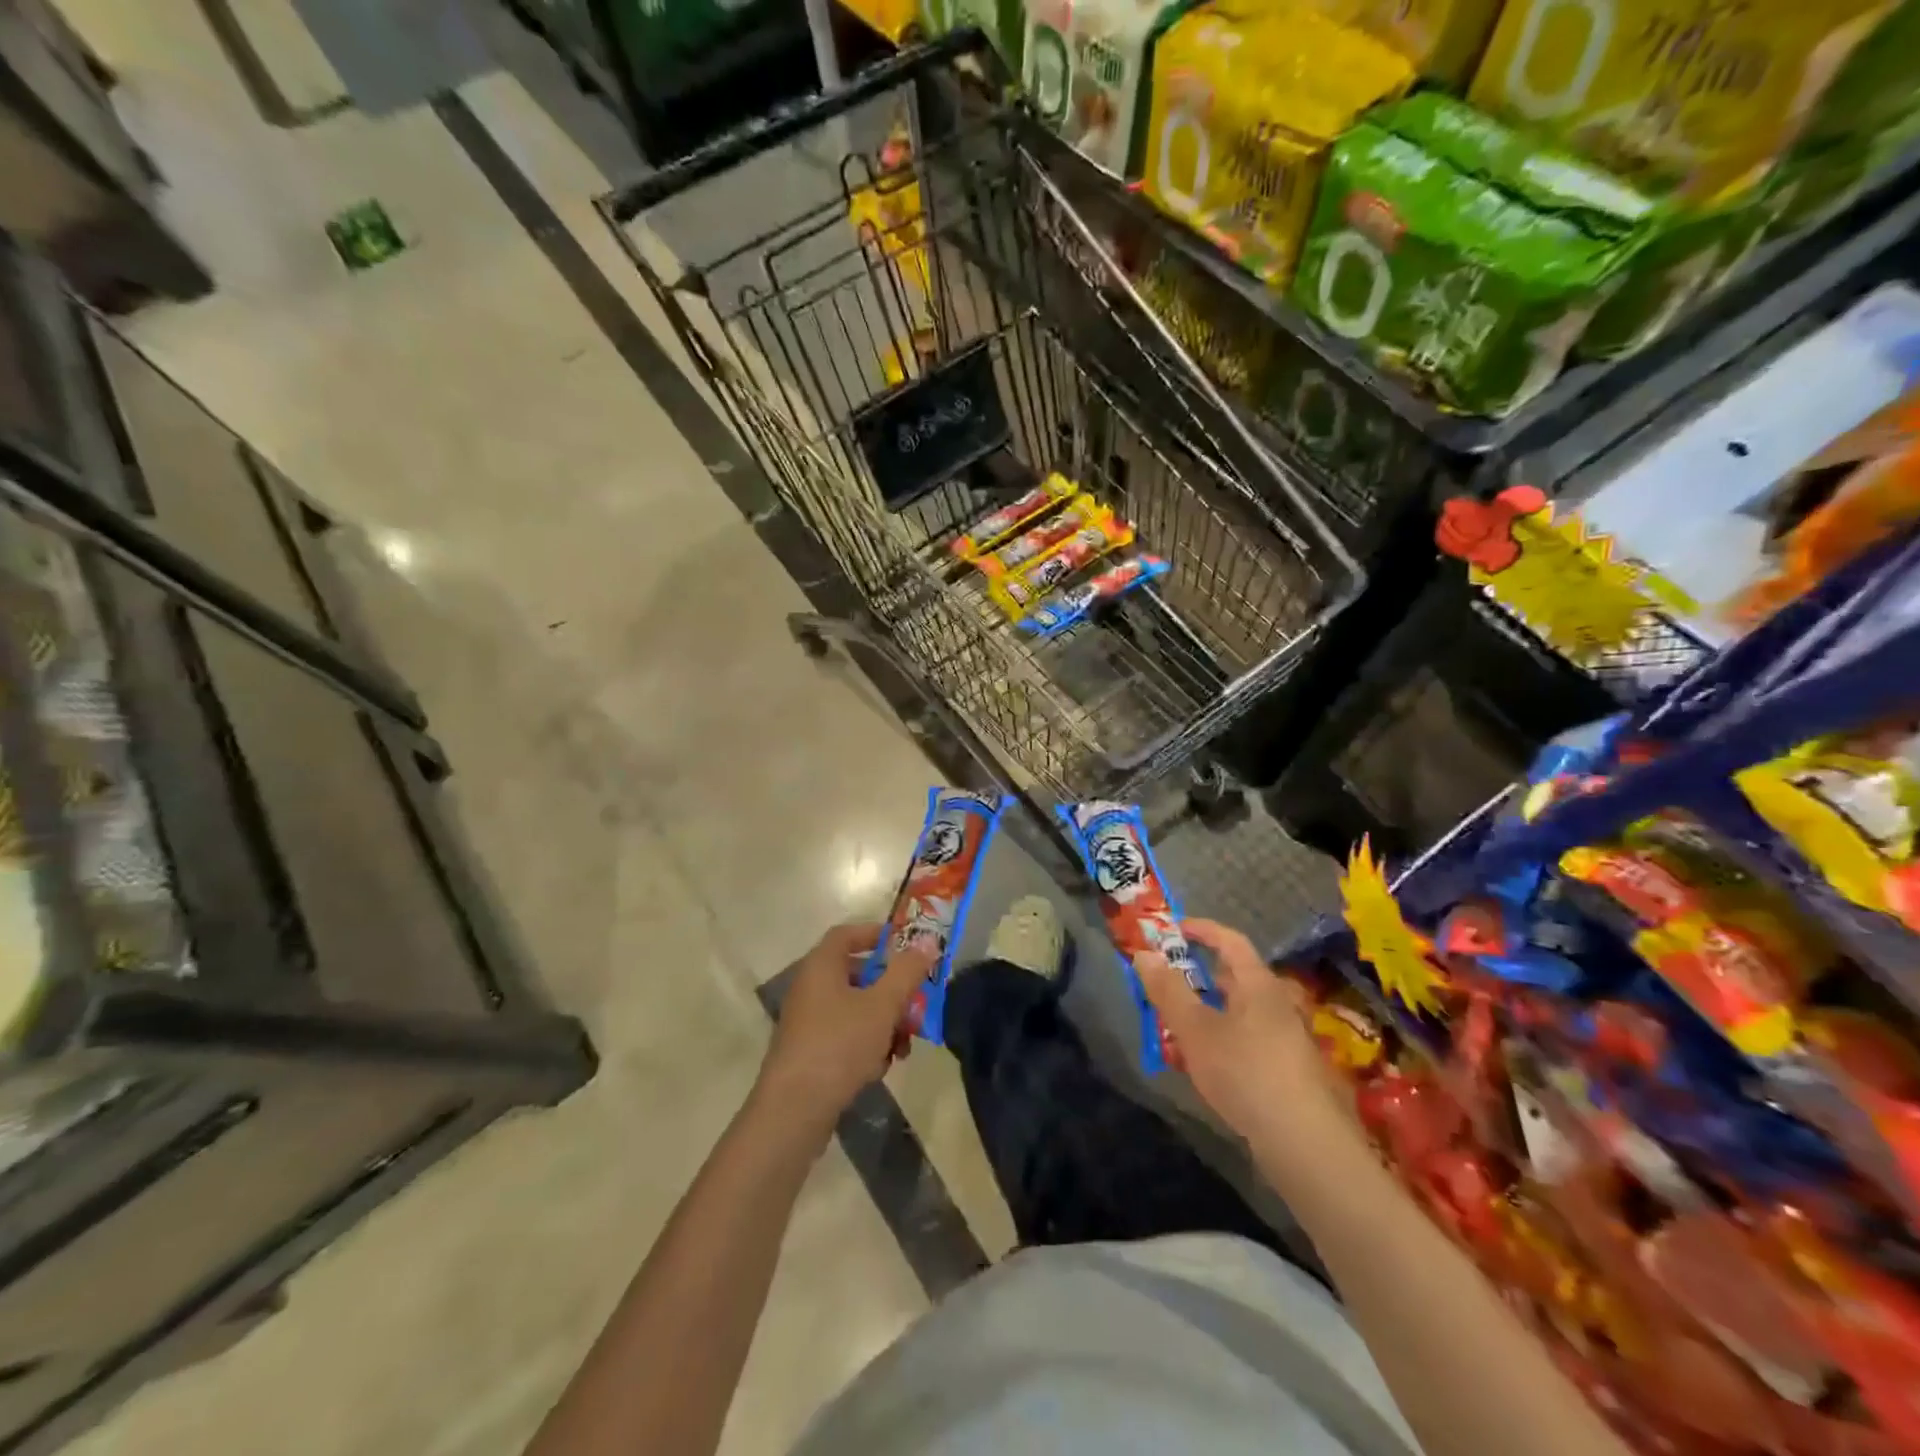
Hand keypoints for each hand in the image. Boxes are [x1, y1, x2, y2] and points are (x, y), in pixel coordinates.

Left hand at [759, 923, 932, 1129]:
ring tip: (904, 1046)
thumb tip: (927, 941)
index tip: (905, 944)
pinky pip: (845, 1035)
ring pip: (855, 1009)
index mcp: (821, 966)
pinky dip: (866, 1044)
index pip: (847, 933)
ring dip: (884, 1022)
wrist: (794, 1110)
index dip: (876, 934)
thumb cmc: (839, 1045)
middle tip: (916, 1002)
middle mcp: (810, 988)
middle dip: (891, 989)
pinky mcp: (809, 1052)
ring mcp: (808, 1021)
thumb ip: (906, 972)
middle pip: (857, 974)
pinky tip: (881, 1067)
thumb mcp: (882, 1006)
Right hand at [1137, 918, 1356, 1154]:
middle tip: (1168, 984)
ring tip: (1178, 1029)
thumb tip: (1144, 953)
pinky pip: (1249, 1040)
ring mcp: (1288, 1039)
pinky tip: (1206, 1068)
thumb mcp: (1195, 1029)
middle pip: (1236, 978)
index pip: (1230, 941)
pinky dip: (1223, 1040)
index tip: (1173, 930)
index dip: (1201, 930)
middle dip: (1200, 977)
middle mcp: (1279, 1004)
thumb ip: (1168, 990)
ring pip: (1241, 1012)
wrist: (1305, 1143)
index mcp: (1259, 985)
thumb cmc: (1245, 1072)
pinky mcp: (1290, 1071)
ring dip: (1209, 1013)